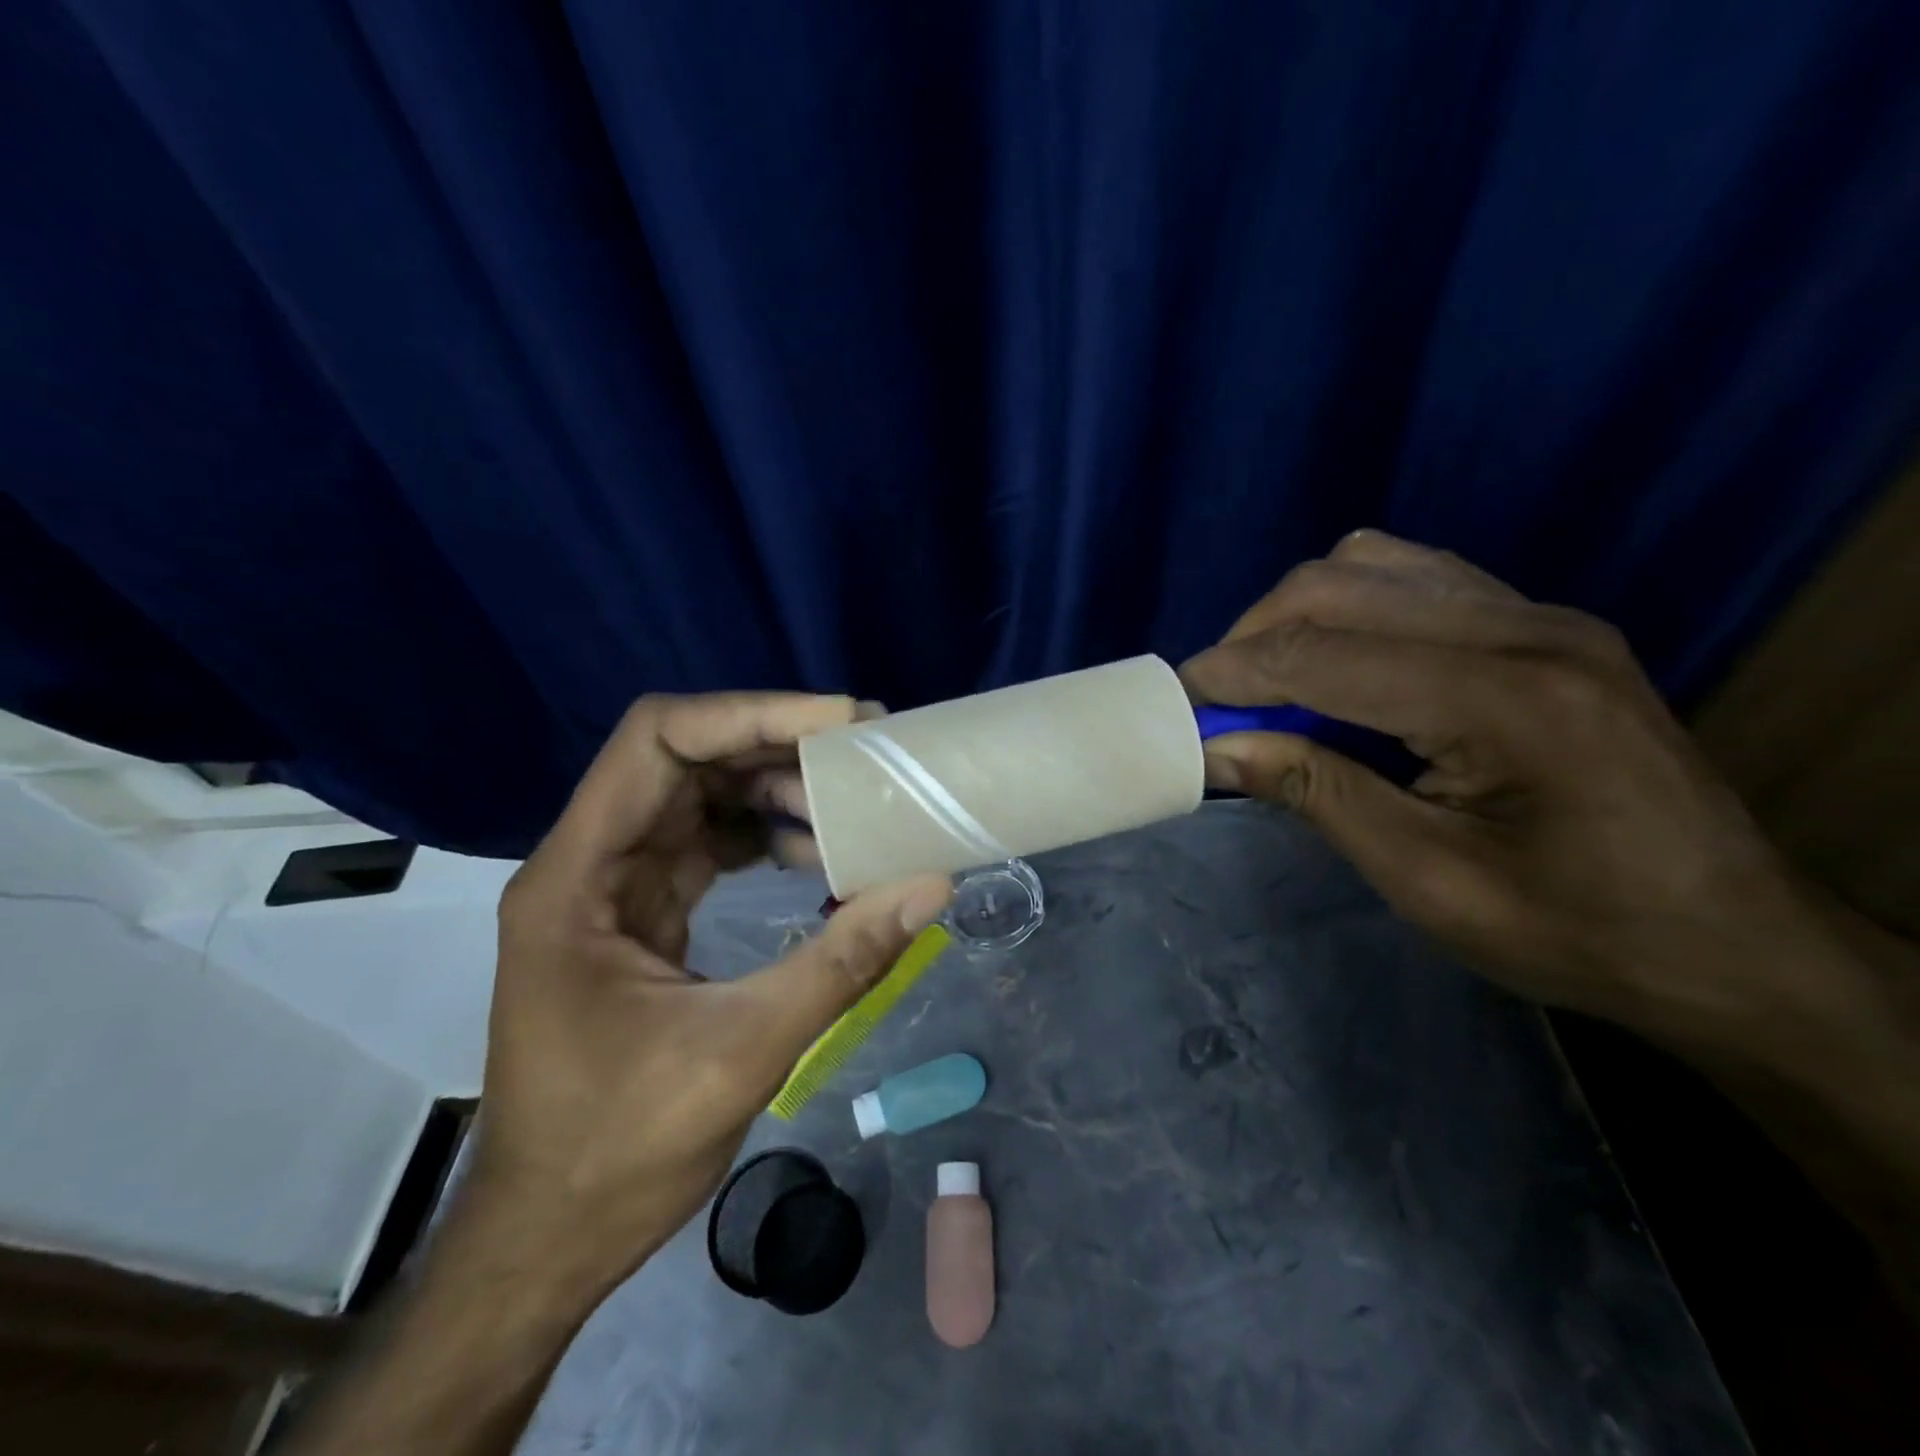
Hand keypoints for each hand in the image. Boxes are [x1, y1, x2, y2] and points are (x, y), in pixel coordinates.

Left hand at [470, 692, 952, 1299]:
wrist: (548, 1237)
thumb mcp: (742, 1051)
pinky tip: (818, 858)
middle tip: (866, 754)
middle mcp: (587, 863)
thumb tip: (931, 884)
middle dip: (776, 746)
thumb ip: (842, 959)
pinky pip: (706, 844)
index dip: (750, 714)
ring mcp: (612, 887)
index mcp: (577, 879)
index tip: (840, 723)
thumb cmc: (617, 1151)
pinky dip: (764, 836)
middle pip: (684, 759)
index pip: (658, 743)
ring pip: (699, 797)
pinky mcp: (640, 913)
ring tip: (853, 809)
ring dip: (775, 792)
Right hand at [1180, 531, 1852, 1058]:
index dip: (1230, 674)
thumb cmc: (1578, 932)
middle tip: (1215, 702)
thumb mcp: (1428, 881)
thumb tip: (1217, 747)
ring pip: (1372, 565)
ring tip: (1269, 682)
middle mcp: (1525, 629)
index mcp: (1505, 700)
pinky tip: (1339, 666)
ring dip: (1297, 615)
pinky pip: (1415, 578)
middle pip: (1338, 586)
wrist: (1736, 945)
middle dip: (1252, 638)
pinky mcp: (1545, 624)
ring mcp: (1542, 615)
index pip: (1321, 654)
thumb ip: (1317, 794)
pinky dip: (1349, 609)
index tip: (1172, 703)